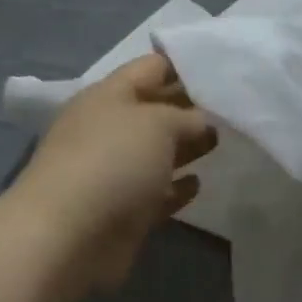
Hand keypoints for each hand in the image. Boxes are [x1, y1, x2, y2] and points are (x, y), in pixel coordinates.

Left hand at [13, 53, 217, 293]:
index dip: (184, 65)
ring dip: (185, 148)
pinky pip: (155, 193)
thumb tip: (202, 122)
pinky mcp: (122, 211)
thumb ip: (186, 117)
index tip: (222, 68)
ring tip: (221, 142)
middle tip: (232, 108)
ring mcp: (112, 172)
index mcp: (108, 96)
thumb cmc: (113, 162)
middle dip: (189, 108)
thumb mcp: (158, 123)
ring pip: (155, 152)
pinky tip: (198, 183)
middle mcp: (108, 129)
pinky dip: (175, 188)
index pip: (150, 68)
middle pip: (154, 111)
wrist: (69, 236)